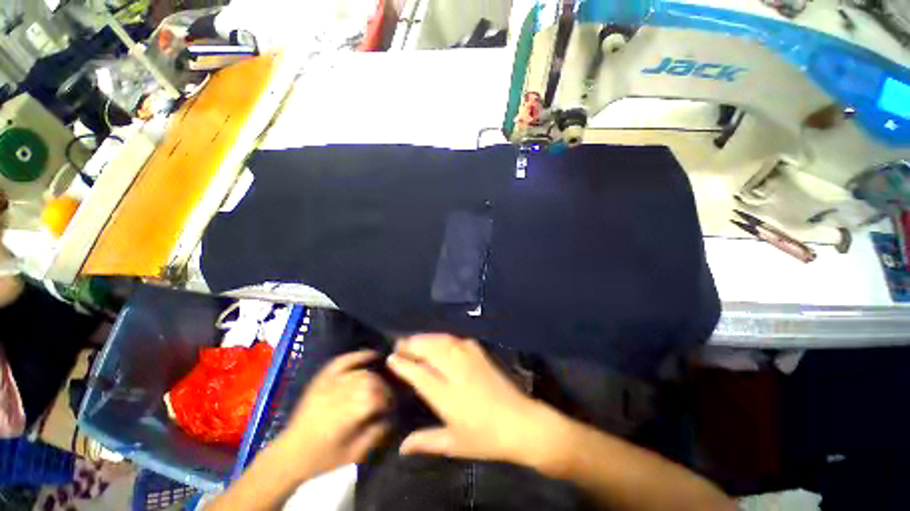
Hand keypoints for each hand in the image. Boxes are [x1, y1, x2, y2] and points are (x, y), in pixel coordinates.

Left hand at [278, 350, 391, 479]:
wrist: (290, 454)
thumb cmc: (323, 457)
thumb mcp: (353, 454)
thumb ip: (376, 433)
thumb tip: (392, 415)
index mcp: (346, 414)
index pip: (377, 397)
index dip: (389, 400)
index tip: (394, 406)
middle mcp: (339, 393)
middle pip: (371, 381)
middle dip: (384, 388)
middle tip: (388, 397)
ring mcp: (330, 382)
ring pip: (361, 372)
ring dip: (375, 376)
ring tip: (381, 384)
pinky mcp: (323, 377)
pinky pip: (343, 360)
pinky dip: (358, 356)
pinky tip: (372, 354)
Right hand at [387, 334, 564, 466]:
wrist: (520, 422)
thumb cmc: (485, 438)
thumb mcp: (453, 444)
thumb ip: (425, 441)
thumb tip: (402, 447)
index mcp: (446, 394)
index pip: (418, 373)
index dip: (402, 364)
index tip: (391, 358)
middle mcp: (455, 371)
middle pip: (429, 349)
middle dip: (411, 344)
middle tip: (400, 345)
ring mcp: (469, 358)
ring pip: (442, 340)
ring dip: (426, 337)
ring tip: (415, 340)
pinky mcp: (480, 352)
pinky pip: (457, 339)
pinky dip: (443, 337)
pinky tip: (440, 341)